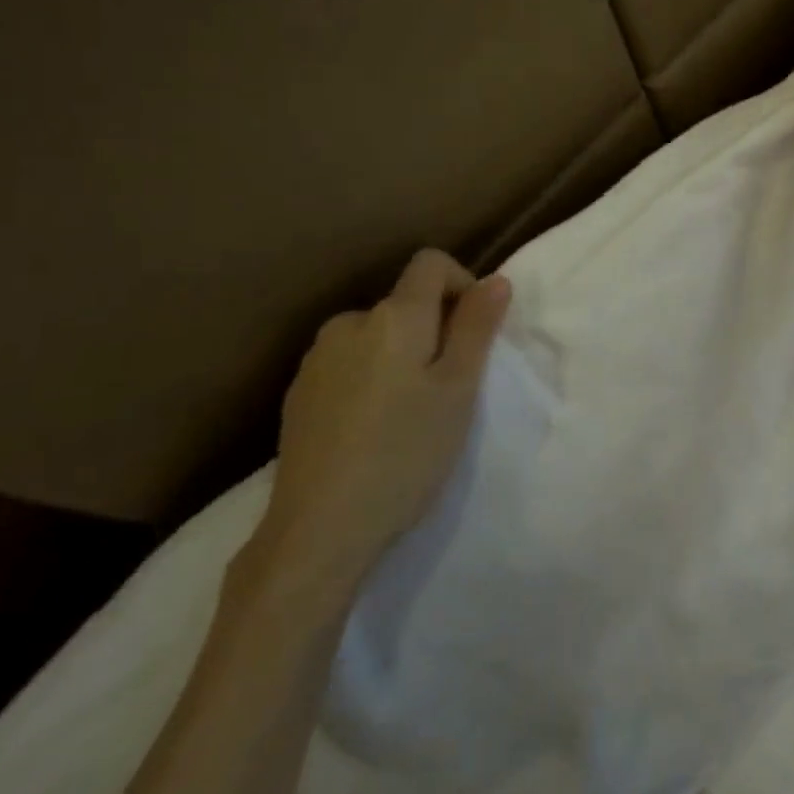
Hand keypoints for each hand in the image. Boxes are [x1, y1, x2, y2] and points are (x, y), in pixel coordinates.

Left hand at [257, 249, 509, 590]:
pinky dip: (372, 378)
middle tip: (450, 387)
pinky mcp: (299, 395)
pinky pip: (349, 365)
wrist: (318, 530)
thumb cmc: (406, 453)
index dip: (462, 284)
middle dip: (435, 329)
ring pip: (377, 336)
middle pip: (405, 302)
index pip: (431, 263)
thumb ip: (477, 328)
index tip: (475, 333)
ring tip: (412, 411)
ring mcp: (316, 360)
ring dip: (402, 355)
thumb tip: (495, 279)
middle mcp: (349, 324)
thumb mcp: (459, 389)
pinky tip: (374, 428)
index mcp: (394, 317)